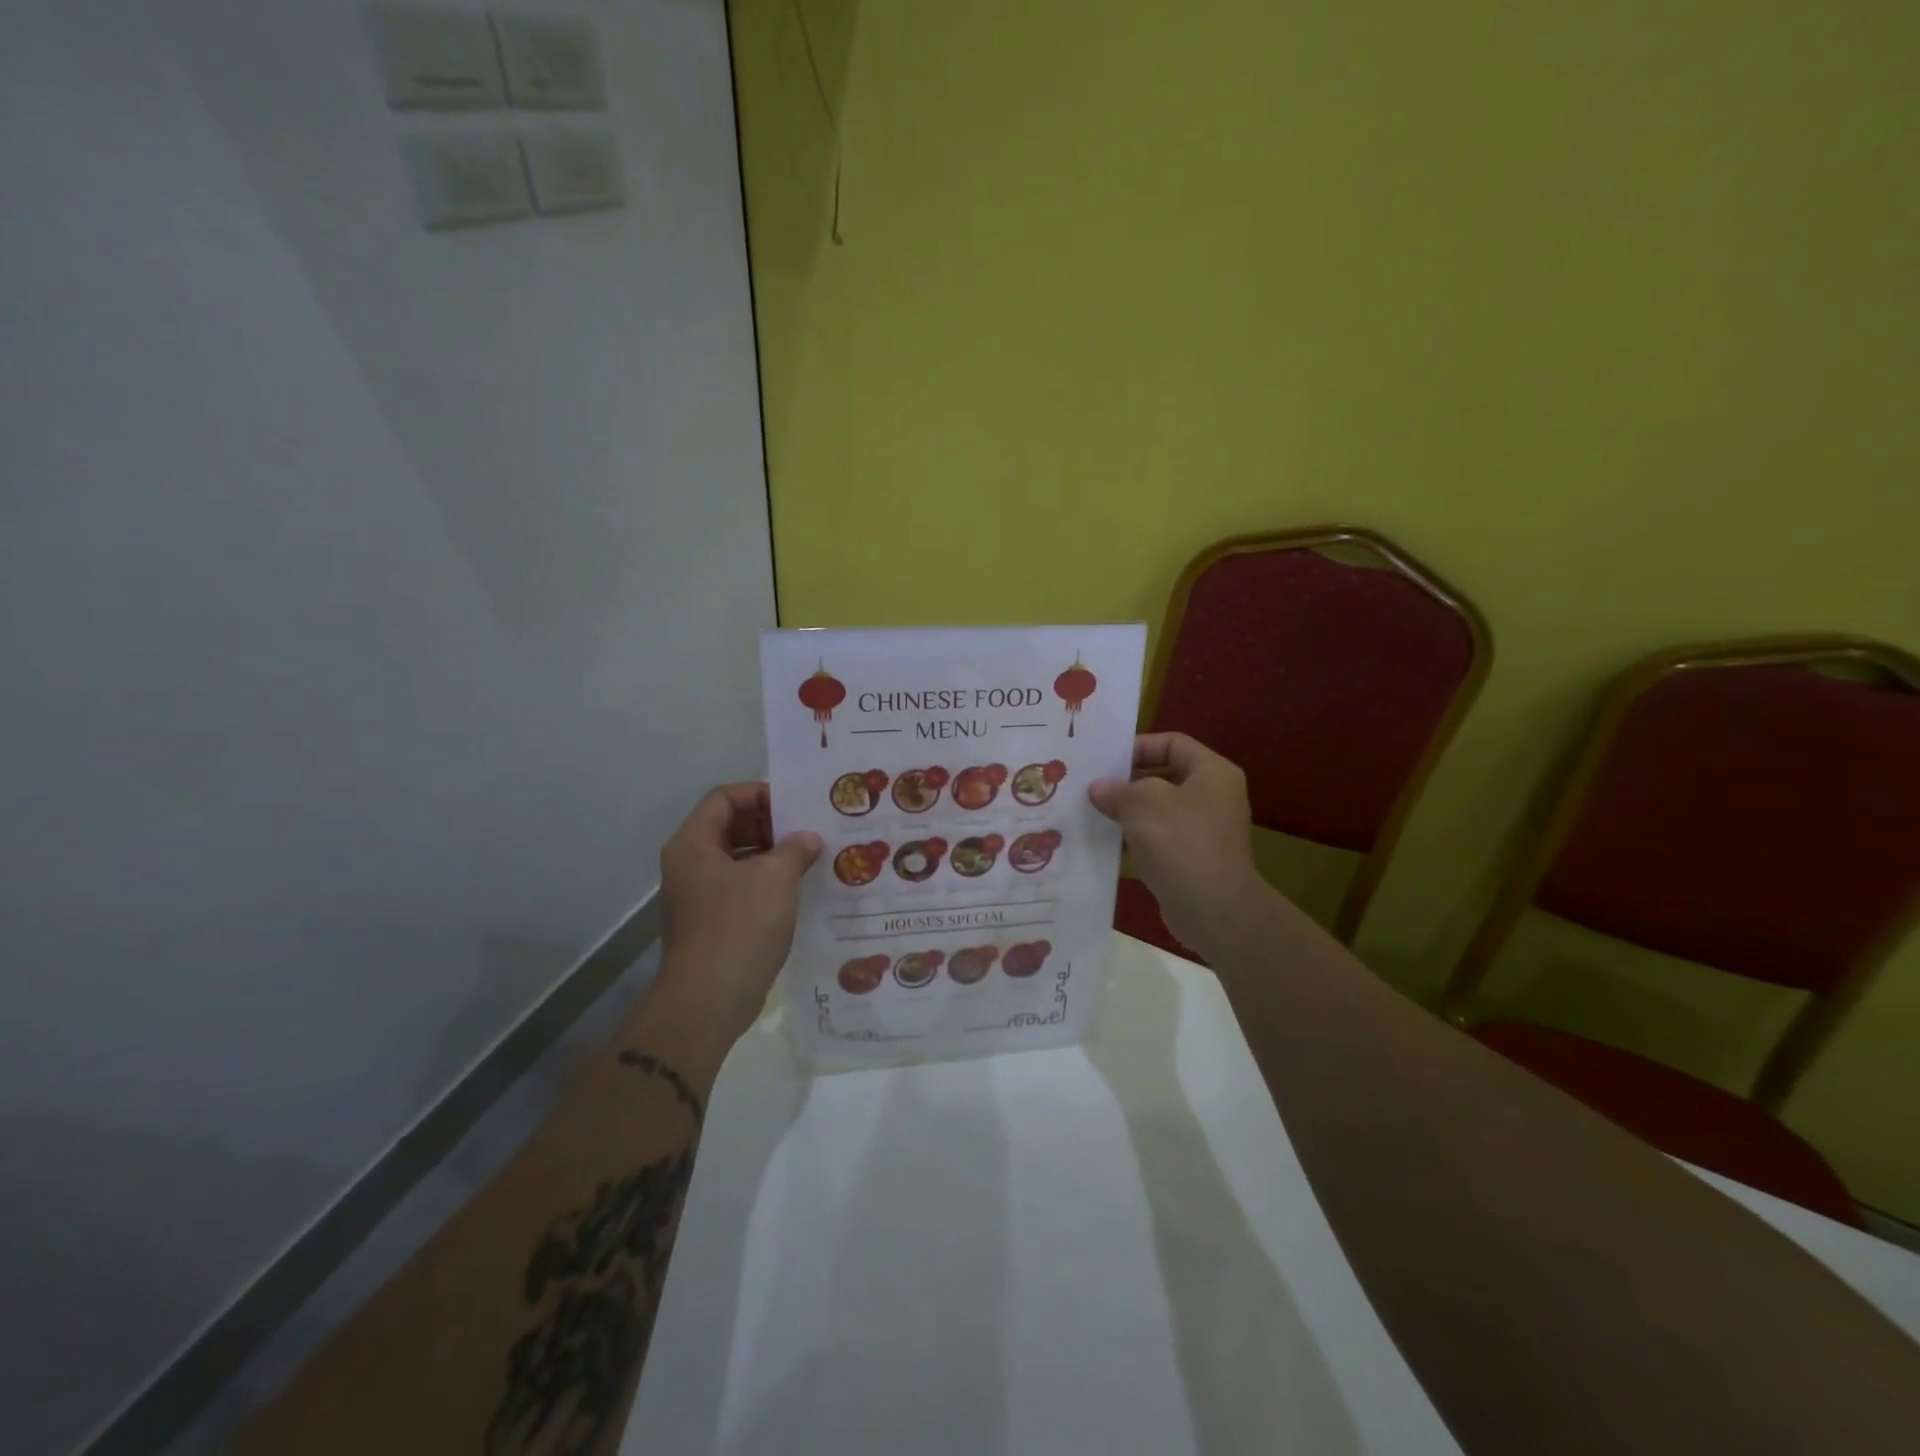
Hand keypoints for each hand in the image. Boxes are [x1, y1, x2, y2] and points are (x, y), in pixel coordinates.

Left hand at [654, 783, 821, 1045]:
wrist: (709, 1001)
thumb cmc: (739, 926)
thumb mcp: (775, 878)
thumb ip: (795, 848)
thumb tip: (808, 839)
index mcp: (694, 844)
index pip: (724, 798)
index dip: (759, 794)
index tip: (795, 806)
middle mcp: (691, 864)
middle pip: (731, 826)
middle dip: (772, 825)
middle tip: (810, 829)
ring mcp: (700, 896)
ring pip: (740, 859)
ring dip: (774, 855)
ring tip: (813, 857)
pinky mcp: (714, 923)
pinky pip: (744, 888)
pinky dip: (770, 883)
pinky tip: (801, 888)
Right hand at [1090, 733, 1266, 954]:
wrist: (1213, 910)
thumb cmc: (1182, 843)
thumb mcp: (1143, 805)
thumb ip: (1117, 790)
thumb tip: (1098, 789)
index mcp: (1212, 772)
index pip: (1172, 743)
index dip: (1138, 746)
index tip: (1105, 761)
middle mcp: (1213, 796)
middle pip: (1164, 775)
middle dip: (1127, 781)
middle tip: (1090, 786)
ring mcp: (1204, 830)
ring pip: (1158, 809)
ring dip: (1127, 811)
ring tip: (1091, 813)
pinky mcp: (1192, 859)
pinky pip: (1158, 838)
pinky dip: (1134, 838)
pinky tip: (1106, 843)